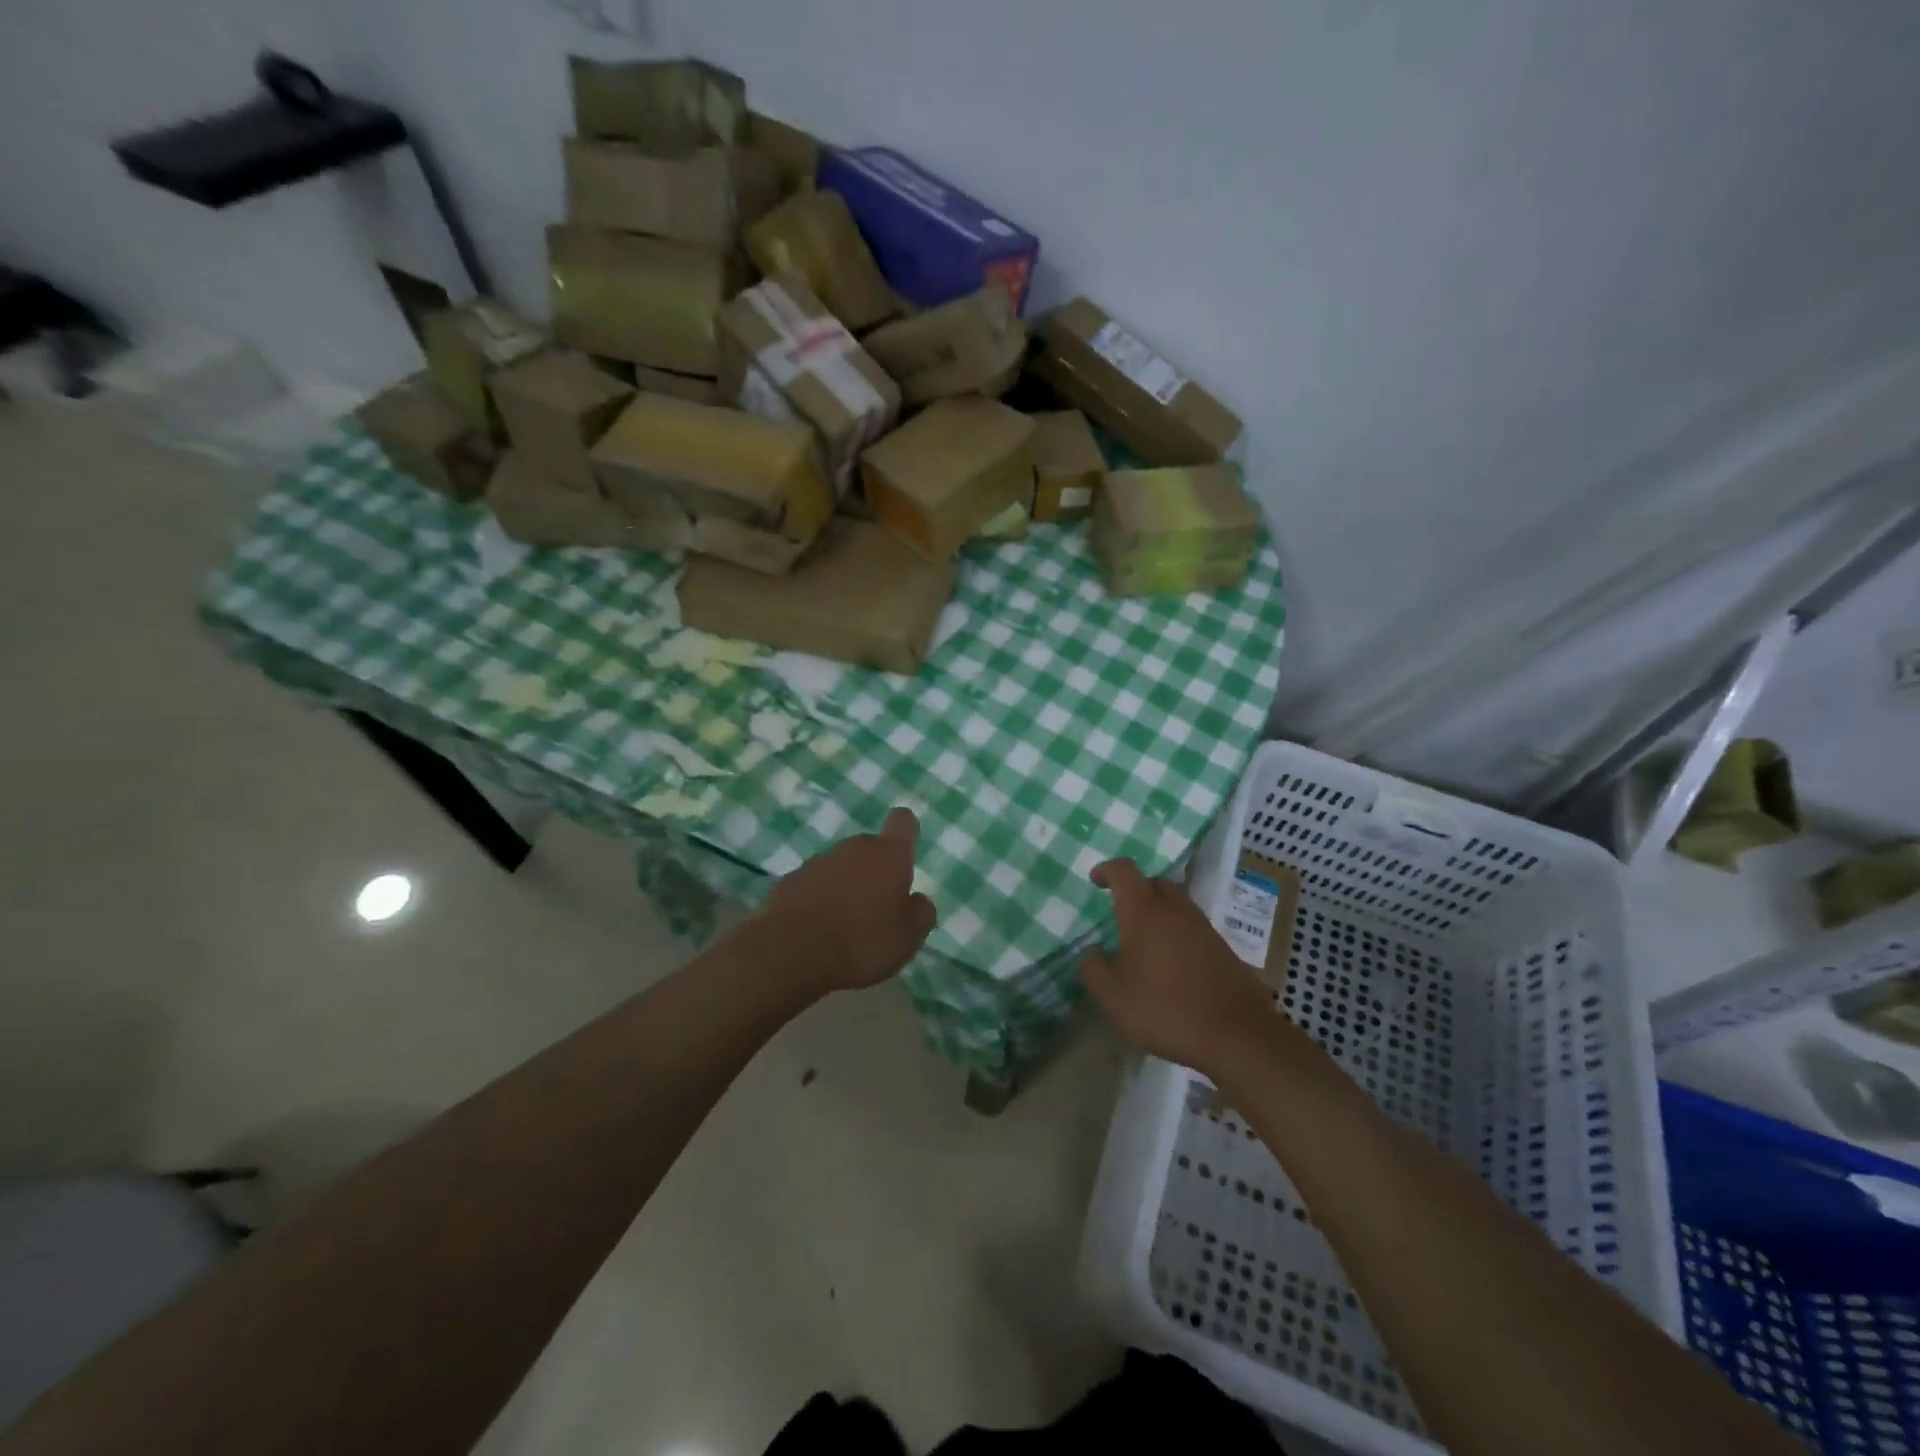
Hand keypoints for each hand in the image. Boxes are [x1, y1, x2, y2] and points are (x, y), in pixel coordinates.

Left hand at [761, 808, 937, 993]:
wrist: (791, 953)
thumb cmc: (862, 941)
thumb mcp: (908, 937)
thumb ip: (921, 912)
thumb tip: (918, 900)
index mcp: (888, 855)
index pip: (902, 821)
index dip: (906, 831)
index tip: (906, 850)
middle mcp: (854, 848)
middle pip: (870, 848)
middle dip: (875, 869)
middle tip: (878, 905)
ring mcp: (818, 861)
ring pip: (841, 866)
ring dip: (846, 884)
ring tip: (846, 923)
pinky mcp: (790, 880)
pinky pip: (814, 884)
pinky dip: (819, 898)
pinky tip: (818, 928)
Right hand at [1079, 858, 1277, 1076]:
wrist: (1237, 1036)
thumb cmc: (1165, 1009)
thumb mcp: (1113, 996)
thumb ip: (1094, 968)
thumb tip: (1092, 951)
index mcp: (1145, 912)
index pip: (1124, 871)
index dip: (1107, 870)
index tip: (1095, 880)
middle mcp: (1176, 910)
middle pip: (1154, 882)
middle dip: (1135, 889)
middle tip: (1120, 912)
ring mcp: (1204, 928)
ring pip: (1177, 903)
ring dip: (1159, 911)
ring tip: (1144, 940)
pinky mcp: (1223, 949)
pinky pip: (1193, 927)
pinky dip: (1177, 933)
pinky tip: (1171, 963)